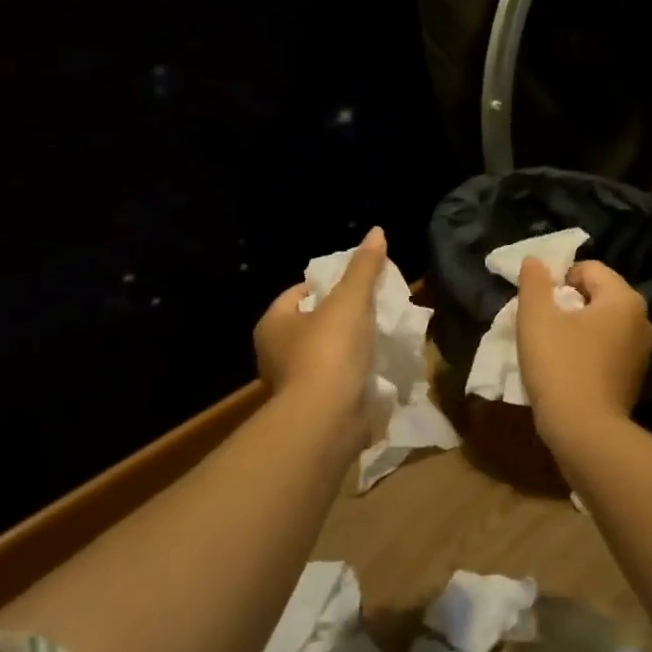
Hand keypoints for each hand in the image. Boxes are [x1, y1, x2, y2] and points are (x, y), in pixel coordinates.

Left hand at [254, 228, 386, 434]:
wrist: (327, 420)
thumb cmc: (330, 351)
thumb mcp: (350, 301)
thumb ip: (364, 268)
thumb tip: (377, 231)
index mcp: (273, 325)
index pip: (298, 293)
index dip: (326, 286)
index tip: (356, 286)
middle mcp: (274, 354)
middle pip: (312, 324)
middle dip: (340, 318)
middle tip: (372, 309)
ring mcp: (292, 385)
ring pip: (325, 355)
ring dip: (348, 349)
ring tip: (379, 338)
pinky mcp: (312, 409)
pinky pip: (335, 382)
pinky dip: (352, 376)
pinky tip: (375, 370)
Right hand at [516, 257, 651, 451]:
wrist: (585, 433)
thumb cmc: (560, 366)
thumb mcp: (536, 317)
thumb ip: (534, 282)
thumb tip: (535, 260)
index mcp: (624, 299)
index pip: (588, 269)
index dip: (558, 280)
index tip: (539, 305)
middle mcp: (642, 320)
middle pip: (597, 296)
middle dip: (567, 304)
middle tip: (542, 325)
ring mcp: (642, 352)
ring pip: (602, 324)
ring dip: (576, 329)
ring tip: (552, 349)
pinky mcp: (634, 378)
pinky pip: (607, 350)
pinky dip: (587, 352)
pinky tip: (568, 370)